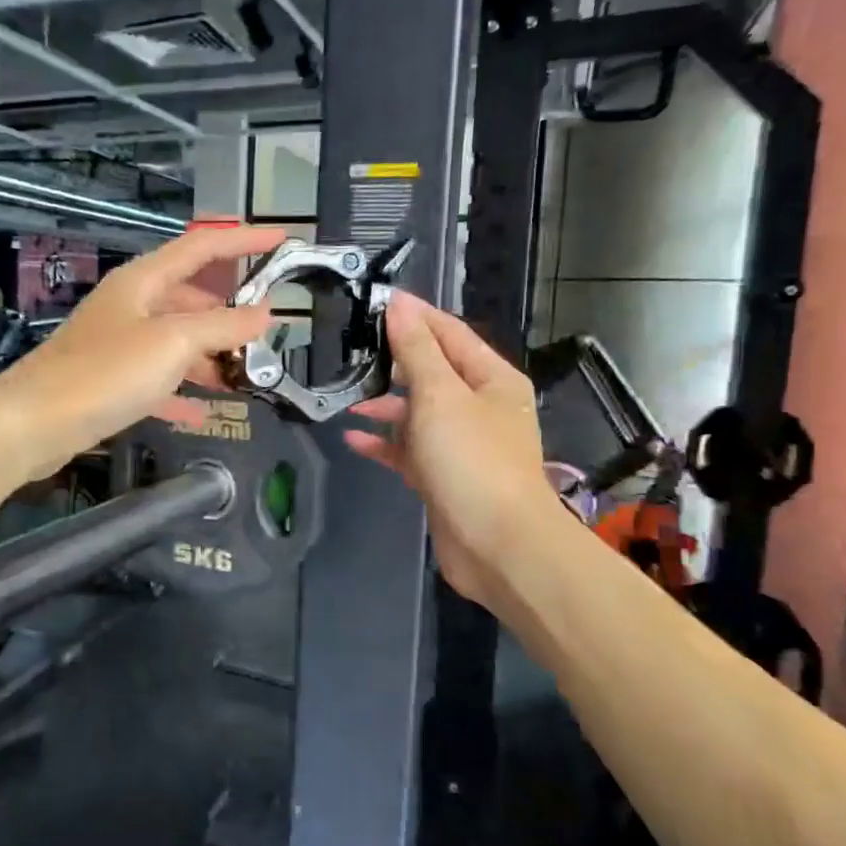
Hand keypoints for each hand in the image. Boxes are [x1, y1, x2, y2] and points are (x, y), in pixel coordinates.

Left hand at [0, 224, 285, 480]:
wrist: (34, 423)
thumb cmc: (106, 372)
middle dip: (228, 313)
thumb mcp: (174, 343)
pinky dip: (181, 391)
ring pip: (176, 340)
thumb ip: (223, 325)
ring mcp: (118, 343)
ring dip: (209, 356)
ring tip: (242, 378)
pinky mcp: (109, 380)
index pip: (203, 246)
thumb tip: (265, 313)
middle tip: (265, 335)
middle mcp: (130, 305)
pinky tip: (201, 413)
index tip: (281, 241)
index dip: (243, 241)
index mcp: (144, 281)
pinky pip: (157, 379)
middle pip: (190, 297)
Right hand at [343, 292, 561, 608]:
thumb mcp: (441, 395)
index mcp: (491, 379)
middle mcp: (480, 407)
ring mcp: (462, 444)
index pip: (450, 333)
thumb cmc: (472, 459)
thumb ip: (417, 350)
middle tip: (352, 348)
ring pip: (418, 413)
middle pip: (433, 372)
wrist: (497, 545)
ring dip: (385, 405)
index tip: (376, 301)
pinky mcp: (444, 477)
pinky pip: (410, 450)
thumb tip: (399, 304)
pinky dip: (385, 443)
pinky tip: (353, 439)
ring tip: (347, 397)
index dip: (415, 315)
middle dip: (395, 361)